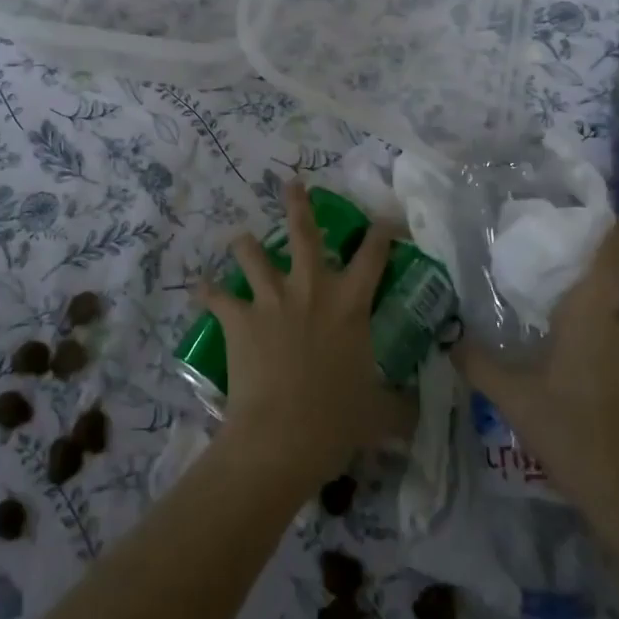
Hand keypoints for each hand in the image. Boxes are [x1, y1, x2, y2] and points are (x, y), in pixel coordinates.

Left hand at [198, 180, 413, 485]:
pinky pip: (216, 296)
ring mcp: (271, 300)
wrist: (283, 435)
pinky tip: (201, 287)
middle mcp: (311, 289)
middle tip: (291, 184)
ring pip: (252, 254)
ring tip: (240, 238)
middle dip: (298, 205)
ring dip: (245, 244)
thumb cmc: (337, 420)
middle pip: (304, 233)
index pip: (373, 255)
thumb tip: (417, 415)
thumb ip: (400, 406)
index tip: (384, 219)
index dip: (381, 232)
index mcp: (350, 303)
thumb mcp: (380, 413)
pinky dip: (209, 292)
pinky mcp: (239, 318)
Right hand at [457, 215, 618, 530]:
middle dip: (594, 316)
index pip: (610, 260)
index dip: (616, 234)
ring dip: (617, 344)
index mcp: (592, 317)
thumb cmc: (570, 432)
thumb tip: (449, 339)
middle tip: (566, 341)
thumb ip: (478, 364)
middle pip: (614, 305)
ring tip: (592, 377)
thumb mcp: (513, 398)